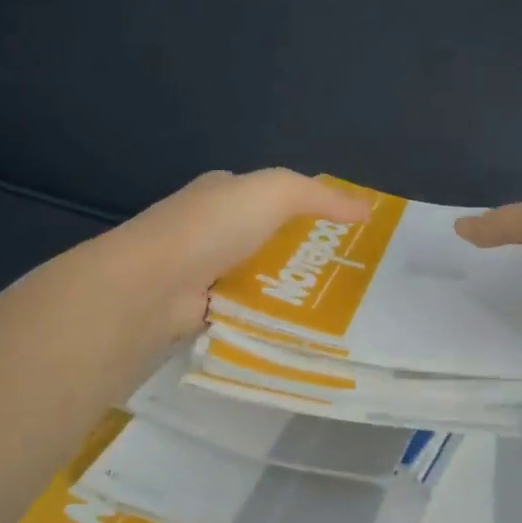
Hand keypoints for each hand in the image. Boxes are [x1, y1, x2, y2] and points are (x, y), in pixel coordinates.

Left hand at [109, 169, 370, 338]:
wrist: (154, 284)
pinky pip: (246, 310)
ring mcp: (204, 270)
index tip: (346, 233)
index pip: (272, 196)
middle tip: (349, 278)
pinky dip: (267, 318)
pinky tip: (299, 330)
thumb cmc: (214, 227)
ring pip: (259, 278)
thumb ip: (320, 197)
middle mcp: (212, 228)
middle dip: (302, 256)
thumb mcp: (275, 192)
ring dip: (288, 290)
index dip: (309, 210)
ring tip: (337, 310)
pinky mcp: (202, 308)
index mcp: (224, 193)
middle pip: (268, 240)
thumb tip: (367, 208)